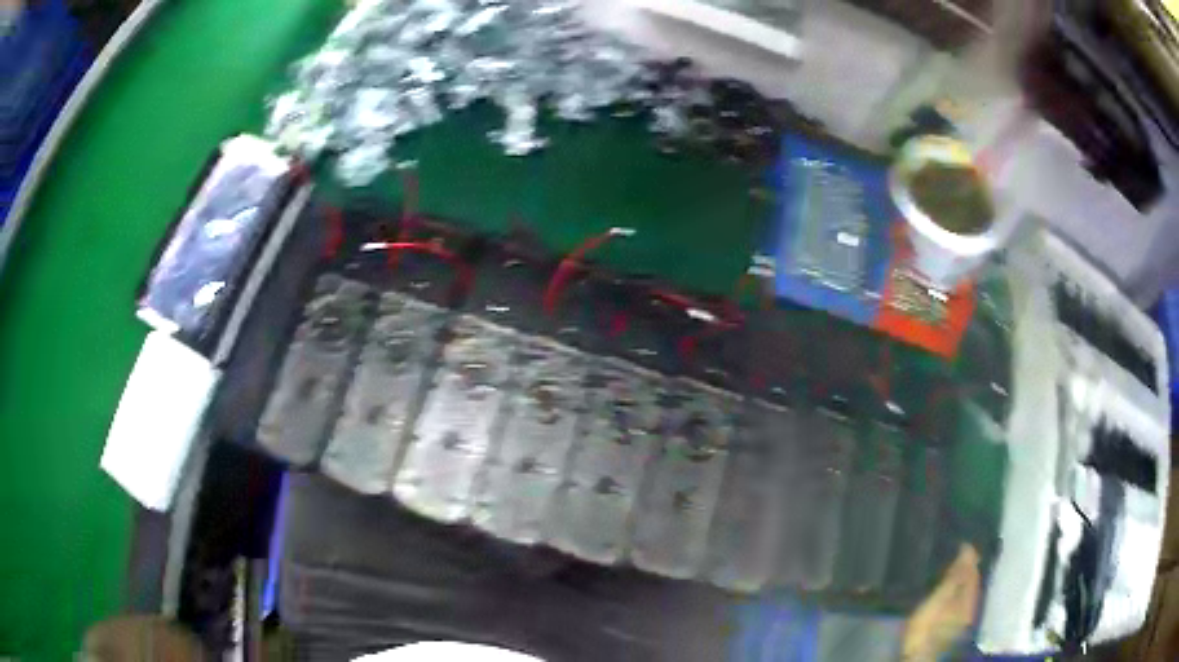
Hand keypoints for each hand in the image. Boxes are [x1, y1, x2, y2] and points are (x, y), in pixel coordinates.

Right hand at [902, 544, 981, 661]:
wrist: (919, 658)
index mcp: (970, 597)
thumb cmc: (927, 628)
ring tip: (951, 566)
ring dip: (961, 578)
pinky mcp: (952, 626)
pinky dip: (956, 590)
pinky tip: (948, 590)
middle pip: (973, 580)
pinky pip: (959, 600)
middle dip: (967, 566)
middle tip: (955, 550)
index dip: (970, 555)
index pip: (974, 570)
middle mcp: (971, 605)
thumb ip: (954, 577)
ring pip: (967, 591)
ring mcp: (962, 617)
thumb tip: (969, 549)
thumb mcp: (938, 600)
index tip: (960, 540)